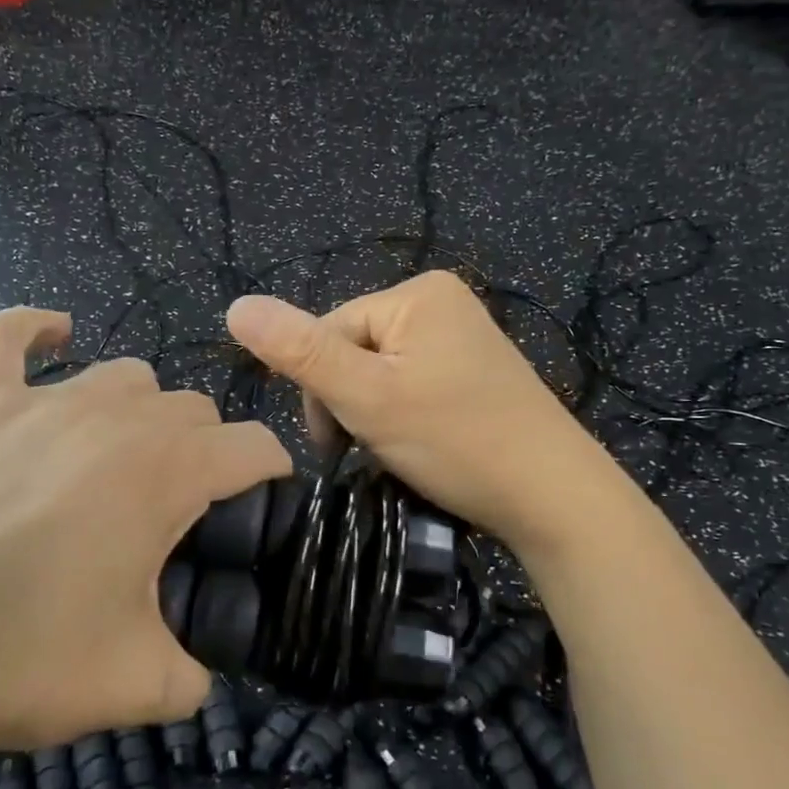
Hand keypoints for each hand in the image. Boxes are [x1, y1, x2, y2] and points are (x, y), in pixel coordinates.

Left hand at [0, 306, 291, 781]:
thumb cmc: (24, 661)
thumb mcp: (140, 685)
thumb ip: (195, 676)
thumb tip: (200, 675)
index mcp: (168, 470)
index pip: (254, 447)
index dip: (272, 477)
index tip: (262, 512)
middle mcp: (115, 417)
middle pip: (193, 408)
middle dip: (205, 452)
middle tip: (180, 516)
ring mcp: (39, 403)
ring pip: (124, 376)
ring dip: (141, 411)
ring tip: (122, 461)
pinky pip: (4, 338)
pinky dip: (32, 331)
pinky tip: (53, 336)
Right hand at [226, 271, 616, 552]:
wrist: (553, 496)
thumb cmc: (456, 440)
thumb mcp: (366, 396)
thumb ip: (299, 351)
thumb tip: (235, 305)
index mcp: (417, 292)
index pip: (329, 330)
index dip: (320, 388)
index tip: (335, 444)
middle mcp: (443, 301)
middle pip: (355, 349)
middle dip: (349, 402)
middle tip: (369, 451)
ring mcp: (464, 337)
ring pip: (381, 372)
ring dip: (373, 414)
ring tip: (398, 452)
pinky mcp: (476, 372)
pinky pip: (414, 384)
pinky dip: (404, 416)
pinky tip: (421, 445)